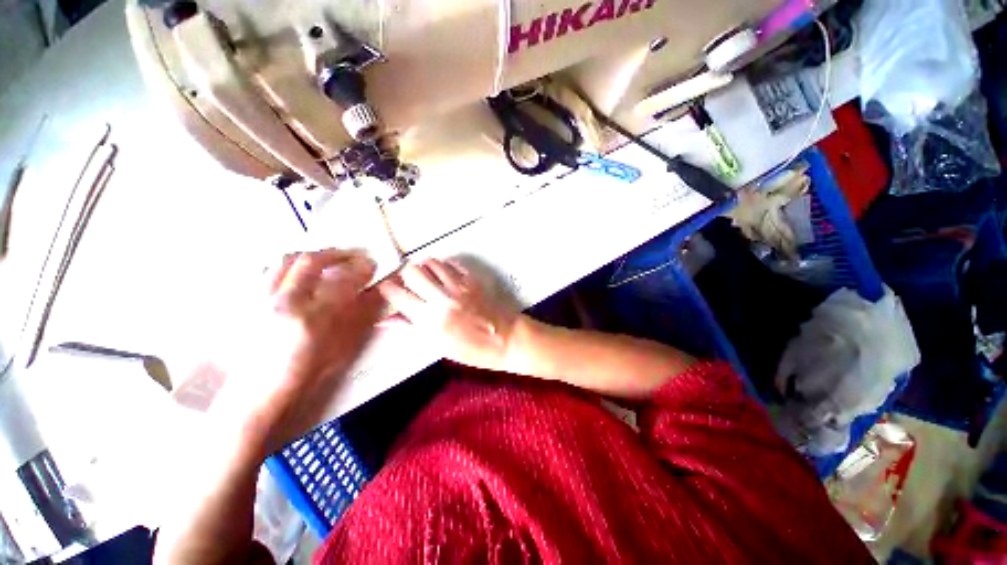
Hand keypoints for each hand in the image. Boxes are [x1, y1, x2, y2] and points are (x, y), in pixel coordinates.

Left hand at [213, 248, 382, 457]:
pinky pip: (269, 272)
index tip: (372, 265)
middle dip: (336, 254)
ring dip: (312, 257)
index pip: (342, 281)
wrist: (253, 394)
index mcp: (310, 318)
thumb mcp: (338, 349)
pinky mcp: (247, 302)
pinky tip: (300, 277)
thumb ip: (357, 317)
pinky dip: (290, 267)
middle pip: (310, 261)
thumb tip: (373, 294)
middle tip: (353, 255)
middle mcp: (282, 302)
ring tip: (328, 261)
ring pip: (285, 261)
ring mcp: (259, 299)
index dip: (360, 269)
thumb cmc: (302, 376)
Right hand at [378, 258, 519, 371]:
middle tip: (410, 285)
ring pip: (431, 262)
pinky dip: (444, 267)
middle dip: (405, 276)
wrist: (507, 339)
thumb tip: (385, 319)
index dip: (388, 289)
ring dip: (425, 269)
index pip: (397, 294)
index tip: (389, 291)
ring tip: (428, 279)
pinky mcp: (473, 279)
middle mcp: (442, 298)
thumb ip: (411, 328)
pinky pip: (451, 264)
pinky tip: (446, 277)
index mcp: (430, 320)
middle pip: (411, 271)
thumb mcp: (438, 346)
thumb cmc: (472, 350)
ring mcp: (459, 286)